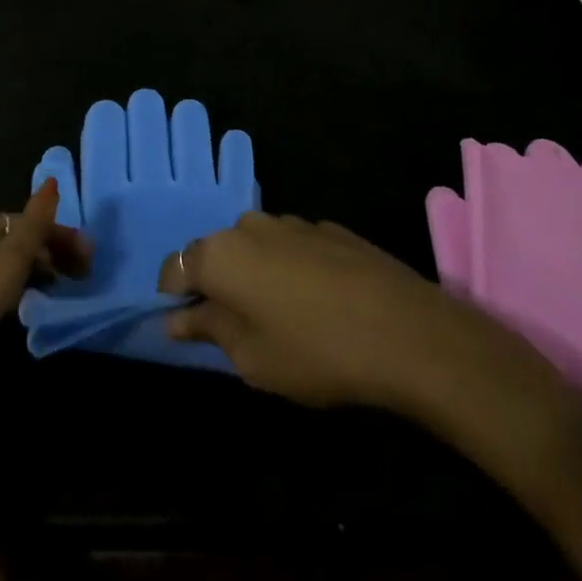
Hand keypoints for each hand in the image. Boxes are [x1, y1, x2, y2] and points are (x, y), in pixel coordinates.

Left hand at [0, 179, 90, 382]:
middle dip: (50, 253)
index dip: (58, 235)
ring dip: (36, 272)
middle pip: (16, 241)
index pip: (26, 221)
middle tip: (80, 276)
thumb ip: (35, 223)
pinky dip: (17, 290)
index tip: (87, 259)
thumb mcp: (9, 260)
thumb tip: (52, 180)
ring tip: (60, 290)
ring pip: (6, 265)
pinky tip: (28, 306)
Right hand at [160, 215, 581, 463]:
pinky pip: (292, 246)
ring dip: (256, 273)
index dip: (175, 299)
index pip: (175, 269)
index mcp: (219, 255)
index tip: (188, 327)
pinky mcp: (328, 227)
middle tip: (238, 327)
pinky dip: (291, 268)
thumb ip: (208, 330)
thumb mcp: (251, 358)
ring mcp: (292, 222)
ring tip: (283, 315)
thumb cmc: (315, 352)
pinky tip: (319, 301)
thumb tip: (176, 319)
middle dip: (218, 284)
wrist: (406, 331)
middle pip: (216, 253)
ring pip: (256, 246)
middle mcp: (248, 226)